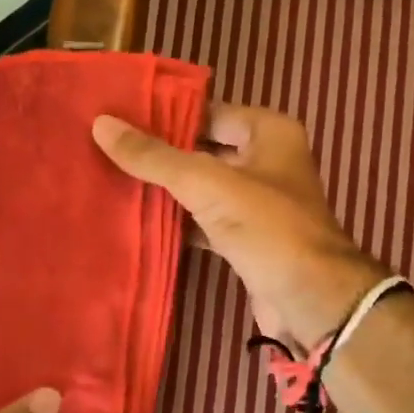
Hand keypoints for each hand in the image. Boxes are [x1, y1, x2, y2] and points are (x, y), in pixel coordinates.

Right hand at [94, 103, 383, 350]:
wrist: (312, 300)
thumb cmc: (269, 228)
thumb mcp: (209, 184)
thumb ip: (156, 157)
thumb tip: (102, 124)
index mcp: (269, 132)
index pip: (208, 111)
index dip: (165, 114)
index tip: (117, 116)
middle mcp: (266, 160)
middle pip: (203, 148)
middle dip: (160, 153)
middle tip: (105, 147)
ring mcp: (257, 201)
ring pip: (202, 186)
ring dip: (166, 189)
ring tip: (110, 178)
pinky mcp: (246, 237)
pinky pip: (204, 219)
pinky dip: (177, 220)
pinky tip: (138, 218)